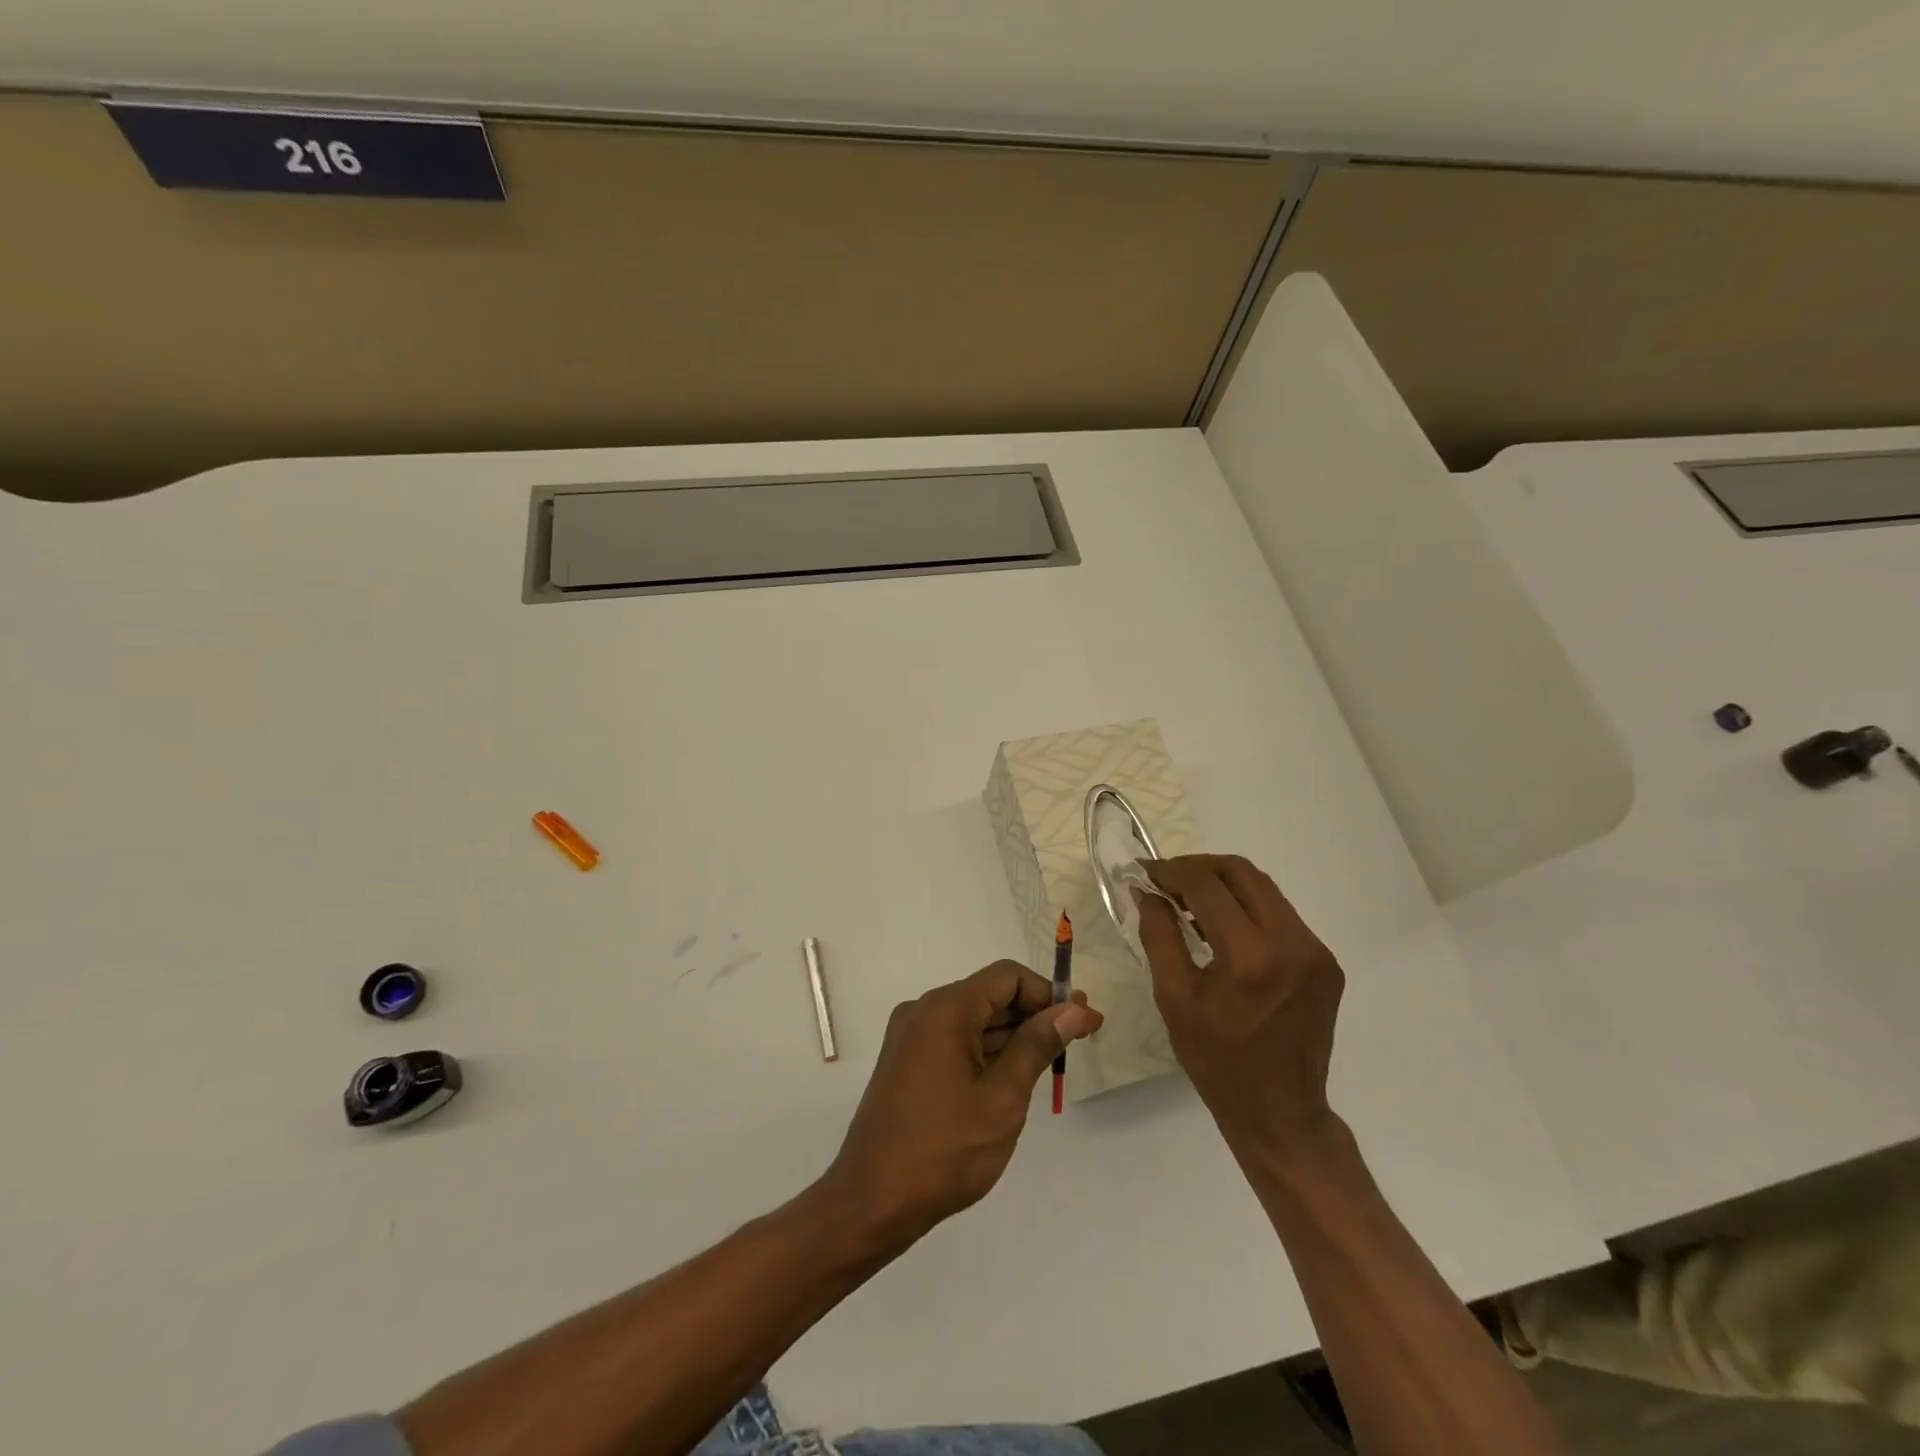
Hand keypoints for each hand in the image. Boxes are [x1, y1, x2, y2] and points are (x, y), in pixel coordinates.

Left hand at [821, 961, 1101, 1249]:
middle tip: (1078, 1040)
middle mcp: (923, 1011)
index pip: (1008, 977)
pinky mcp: (907, 1063)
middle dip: (1035, 1014)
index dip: (1049, 993)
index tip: (1083, 1021)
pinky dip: (987, 1052)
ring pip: (974, 1021)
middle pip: (990, 996)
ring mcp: (911, 1038)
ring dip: (1013, 1036)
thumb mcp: (1002, 1097)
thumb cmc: (945, 1149)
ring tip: (1053, 1062)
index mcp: (945, 1009)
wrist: (872, 1202)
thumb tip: (1074, 1009)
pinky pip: (955, 1042)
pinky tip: (1014, 1078)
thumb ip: (1038, 1045)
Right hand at [1137, 855, 1343, 1151]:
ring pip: (1264, 889)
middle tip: (1166, 880)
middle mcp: (1292, 943)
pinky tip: (1222, 927)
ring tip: (1189, 901)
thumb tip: (1146, 891)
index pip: (1207, 886)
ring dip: (1223, 885)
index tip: (1143, 872)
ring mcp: (1316, 951)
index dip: (1170, 872)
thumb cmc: (1217, 1062)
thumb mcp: (1174, 999)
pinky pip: (1280, 915)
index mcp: (1251, 957)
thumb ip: (1159, 935)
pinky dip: (1246, 908)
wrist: (1281, 1113)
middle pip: (1241, 873)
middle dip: (1198, 868)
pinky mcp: (1325, 962)